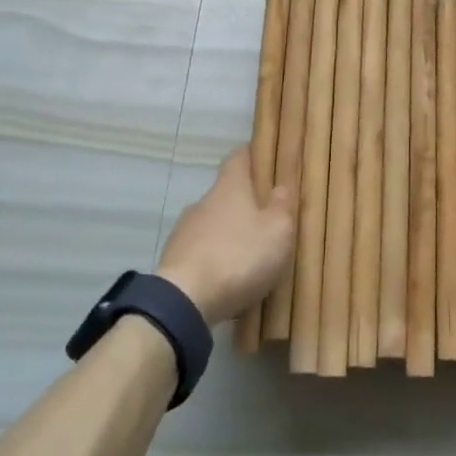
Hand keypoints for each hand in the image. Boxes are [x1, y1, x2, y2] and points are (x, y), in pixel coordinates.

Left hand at [156, 148, 294, 324]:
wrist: (184, 300)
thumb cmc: (238, 256)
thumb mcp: (277, 231)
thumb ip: (282, 206)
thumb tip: (280, 187)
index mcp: (229, 187)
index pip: (238, 157)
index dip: (252, 155)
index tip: (265, 159)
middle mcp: (203, 202)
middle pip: (226, 193)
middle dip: (244, 204)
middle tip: (267, 220)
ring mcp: (184, 231)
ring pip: (212, 224)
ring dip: (229, 235)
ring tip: (249, 257)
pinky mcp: (173, 260)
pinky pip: (201, 252)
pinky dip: (214, 260)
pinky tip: (228, 280)